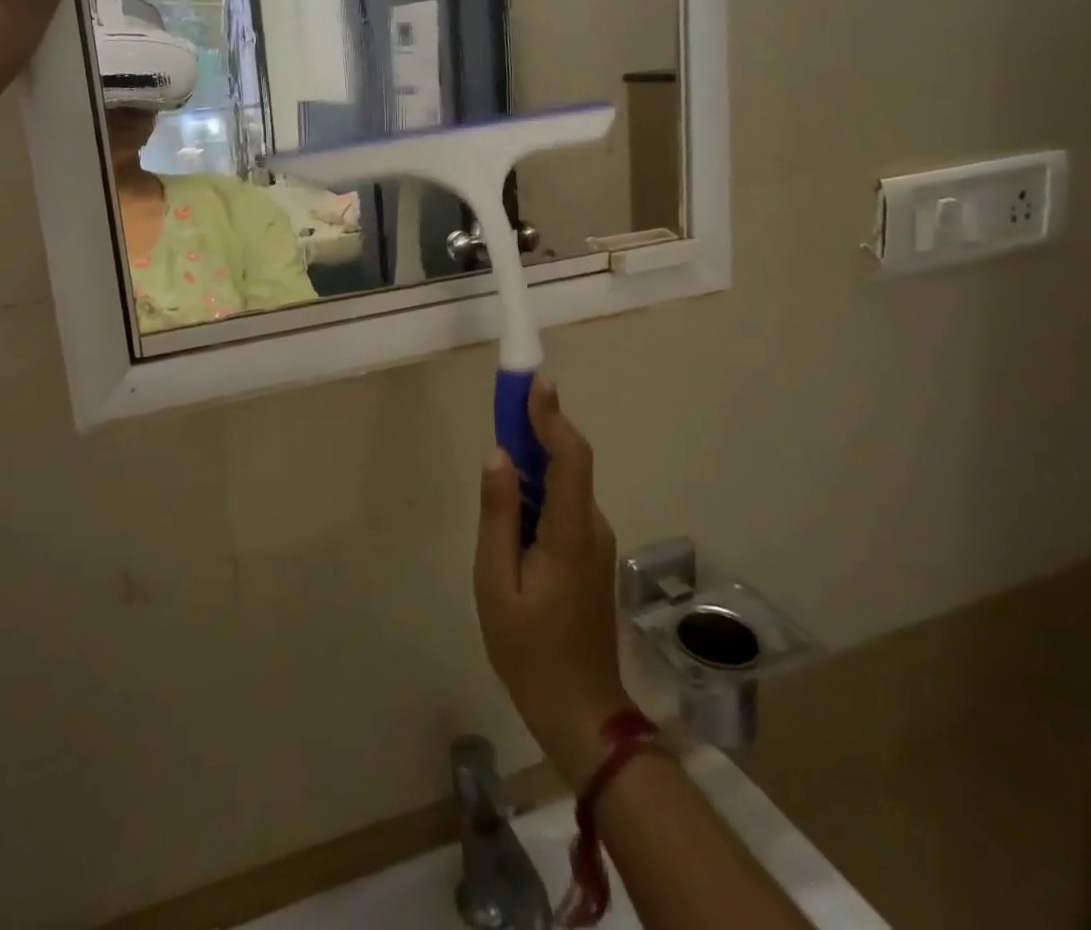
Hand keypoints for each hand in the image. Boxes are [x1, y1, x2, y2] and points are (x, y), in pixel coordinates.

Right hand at [475, 378, 634, 785]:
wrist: (580, 710)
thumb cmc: (529, 650)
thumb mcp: (496, 583)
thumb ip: (497, 515)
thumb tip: (498, 455)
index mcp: (571, 532)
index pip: (570, 457)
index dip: (552, 416)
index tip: (534, 380)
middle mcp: (592, 526)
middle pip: (568, 461)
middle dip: (537, 427)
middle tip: (503, 404)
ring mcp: (594, 540)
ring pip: (564, 482)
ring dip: (534, 458)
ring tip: (497, 458)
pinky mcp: (588, 552)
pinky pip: (562, 503)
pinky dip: (537, 487)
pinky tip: (510, 503)